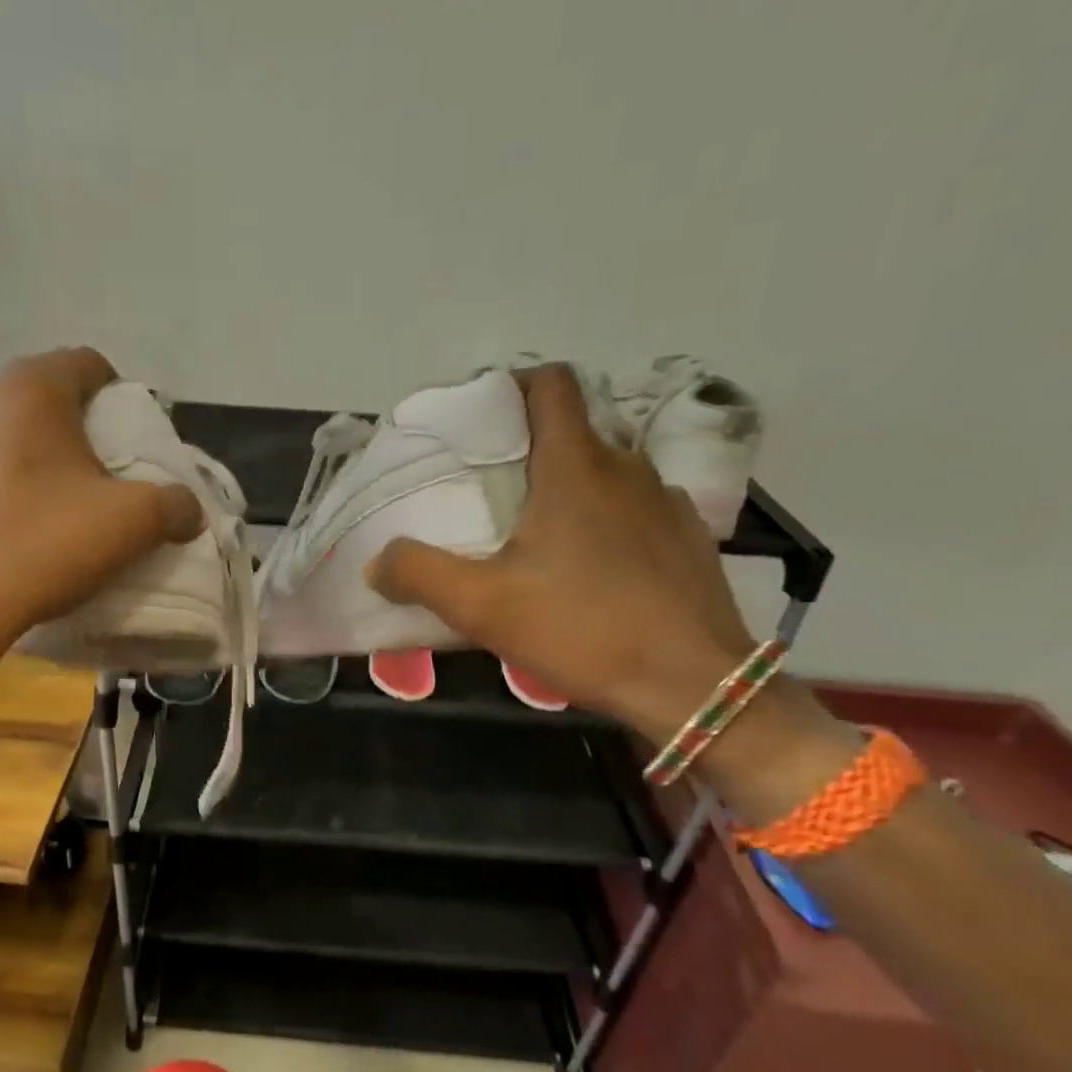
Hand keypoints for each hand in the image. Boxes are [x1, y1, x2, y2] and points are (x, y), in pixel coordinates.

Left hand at [0, 348, 202, 659]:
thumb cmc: (42, 548)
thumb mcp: (133, 525)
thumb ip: (174, 505)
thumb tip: (187, 507)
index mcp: (31, 393)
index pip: (84, 364)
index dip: (113, 392)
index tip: (124, 433)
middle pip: (30, 403)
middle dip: (59, 432)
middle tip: (80, 480)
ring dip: (5, 460)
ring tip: (22, 512)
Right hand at [366, 363, 755, 740]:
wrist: (694, 686)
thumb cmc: (582, 630)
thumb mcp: (481, 606)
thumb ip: (418, 574)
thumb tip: (377, 562)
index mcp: (575, 467)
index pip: (552, 385)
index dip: (513, 386)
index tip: (481, 417)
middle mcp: (626, 469)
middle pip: (572, 433)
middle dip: (528, 451)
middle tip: (490, 492)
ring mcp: (666, 503)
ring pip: (605, 474)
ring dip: (568, 489)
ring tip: (536, 536)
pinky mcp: (689, 540)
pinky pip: (636, 511)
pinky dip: (606, 522)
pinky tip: (591, 570)